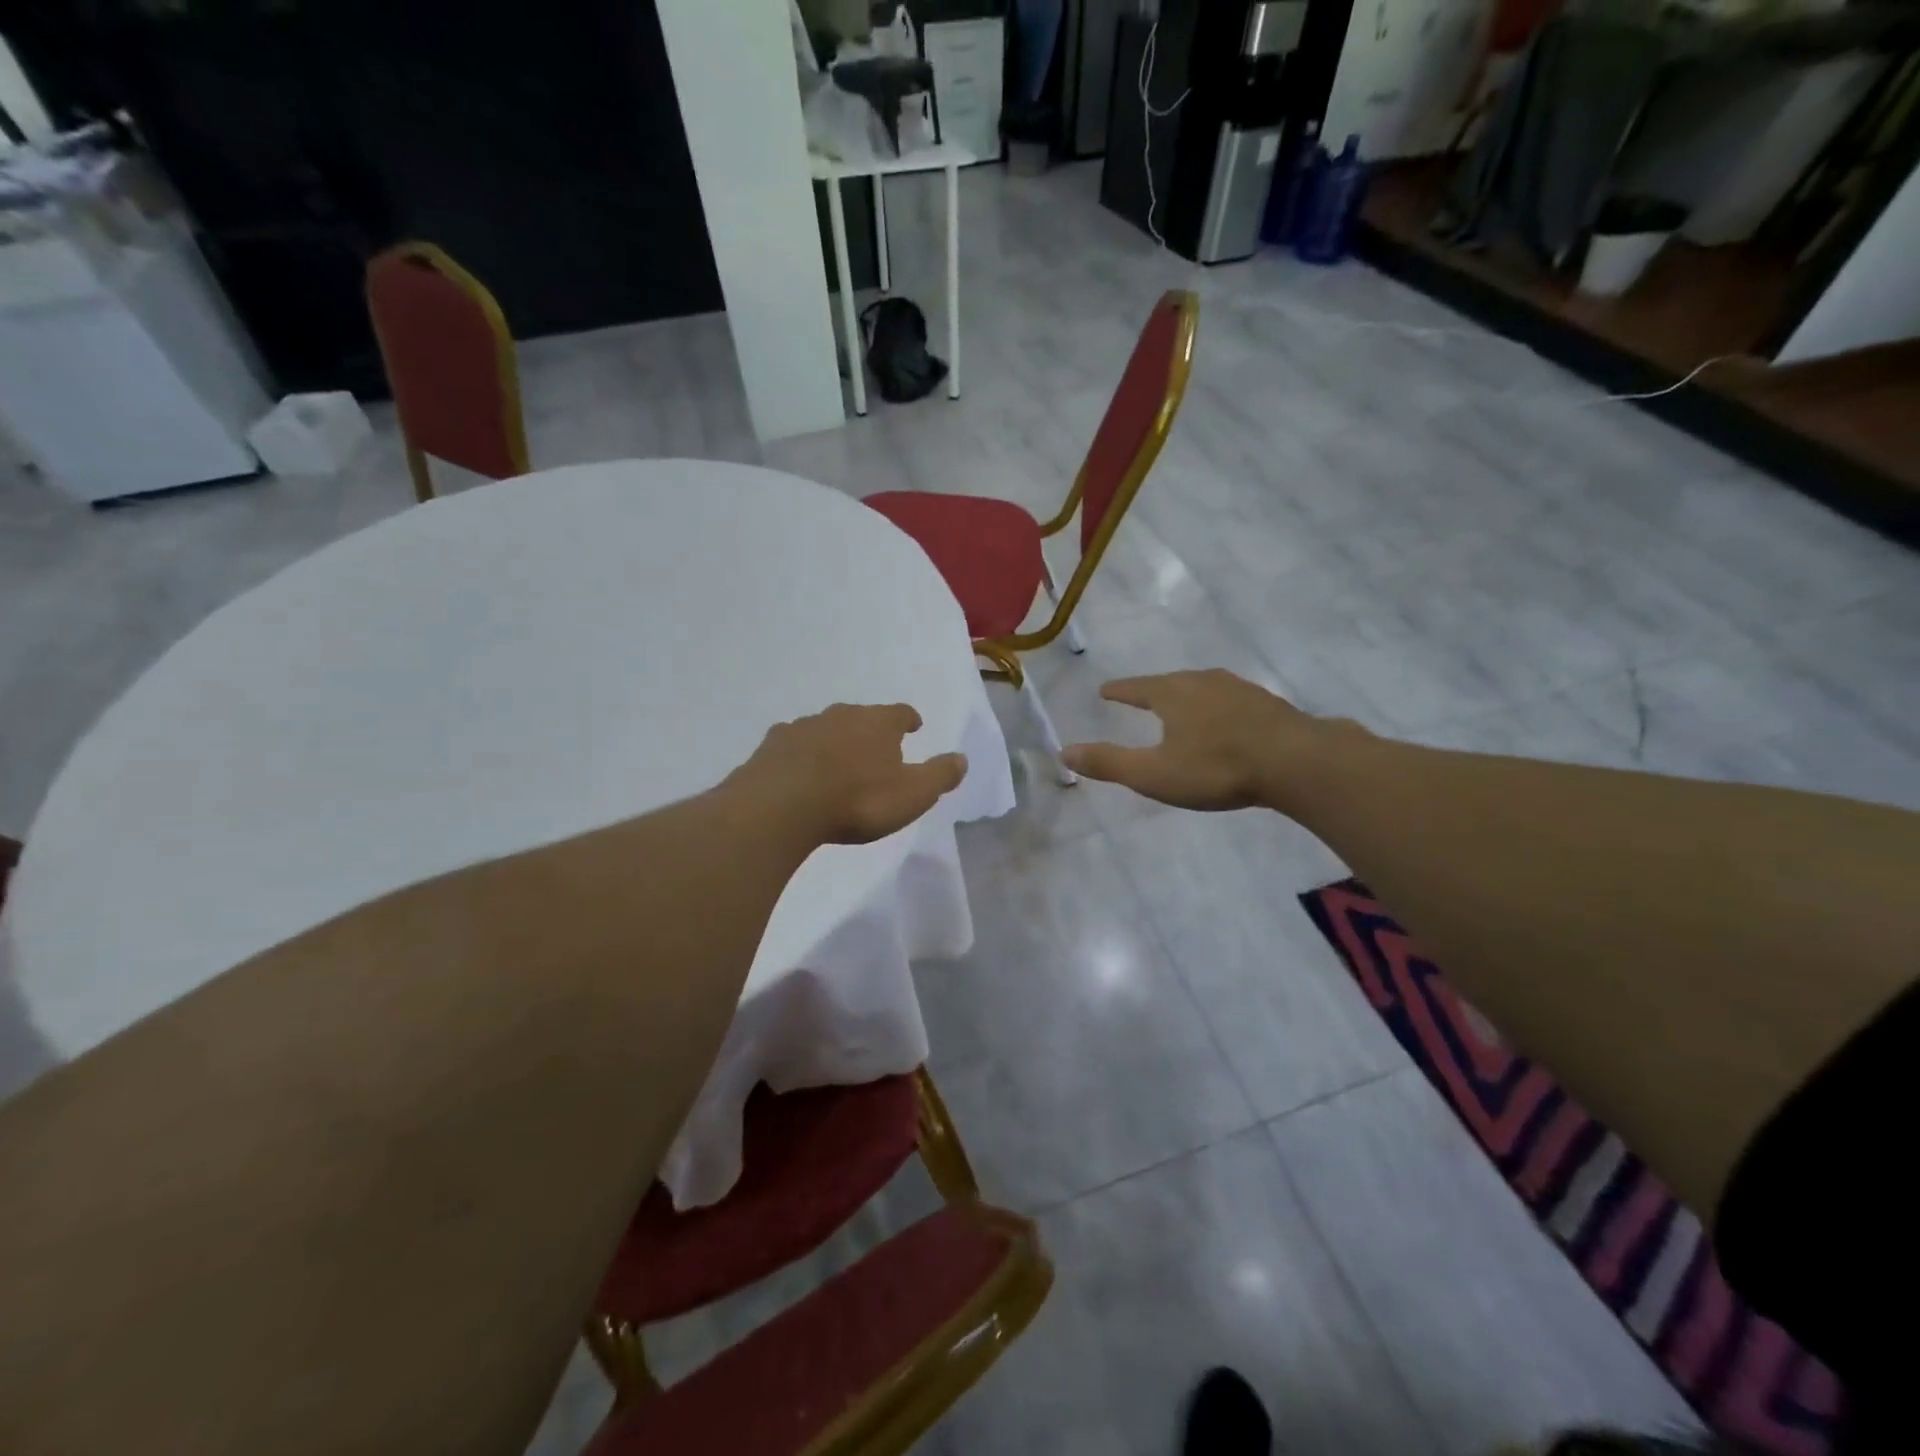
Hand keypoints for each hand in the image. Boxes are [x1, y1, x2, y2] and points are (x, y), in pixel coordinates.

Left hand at [727, 703, 967, 845]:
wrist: (781, 807)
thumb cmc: (857, 801)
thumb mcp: (913, 795)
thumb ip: (940, 775)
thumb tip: (962, 758)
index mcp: (878, 723)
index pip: (900, 713)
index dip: (908, 720)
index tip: (913, 727)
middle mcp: (841, 715)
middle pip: (861, 716)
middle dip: (870, 729)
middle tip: (875, 748)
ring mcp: (802, 727)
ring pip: (825, 727)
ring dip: (834, 740)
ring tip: (837, 762)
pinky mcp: (772, 746)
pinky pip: (794, 744)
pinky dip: (801, 754)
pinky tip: (799, 770)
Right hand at [1061, 669, 1354, 811]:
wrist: (1296, 762)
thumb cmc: (1216, 768)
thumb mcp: (1154, 773)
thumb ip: (1109, 763)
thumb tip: (1064, 751)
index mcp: (1172, 694)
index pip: (1136, 687)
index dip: (1119, 690)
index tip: (1105, 690)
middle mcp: (1203, 682)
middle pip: (1170, 682)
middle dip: (1153, 690)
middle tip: (1141, 695)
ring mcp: (1239, 689)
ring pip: (1203, 687)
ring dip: (1188, 696)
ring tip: (1181, 706)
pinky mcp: (1268, 704)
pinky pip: (1230, 700)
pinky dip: (1217, 707)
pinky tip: (1225, 720)